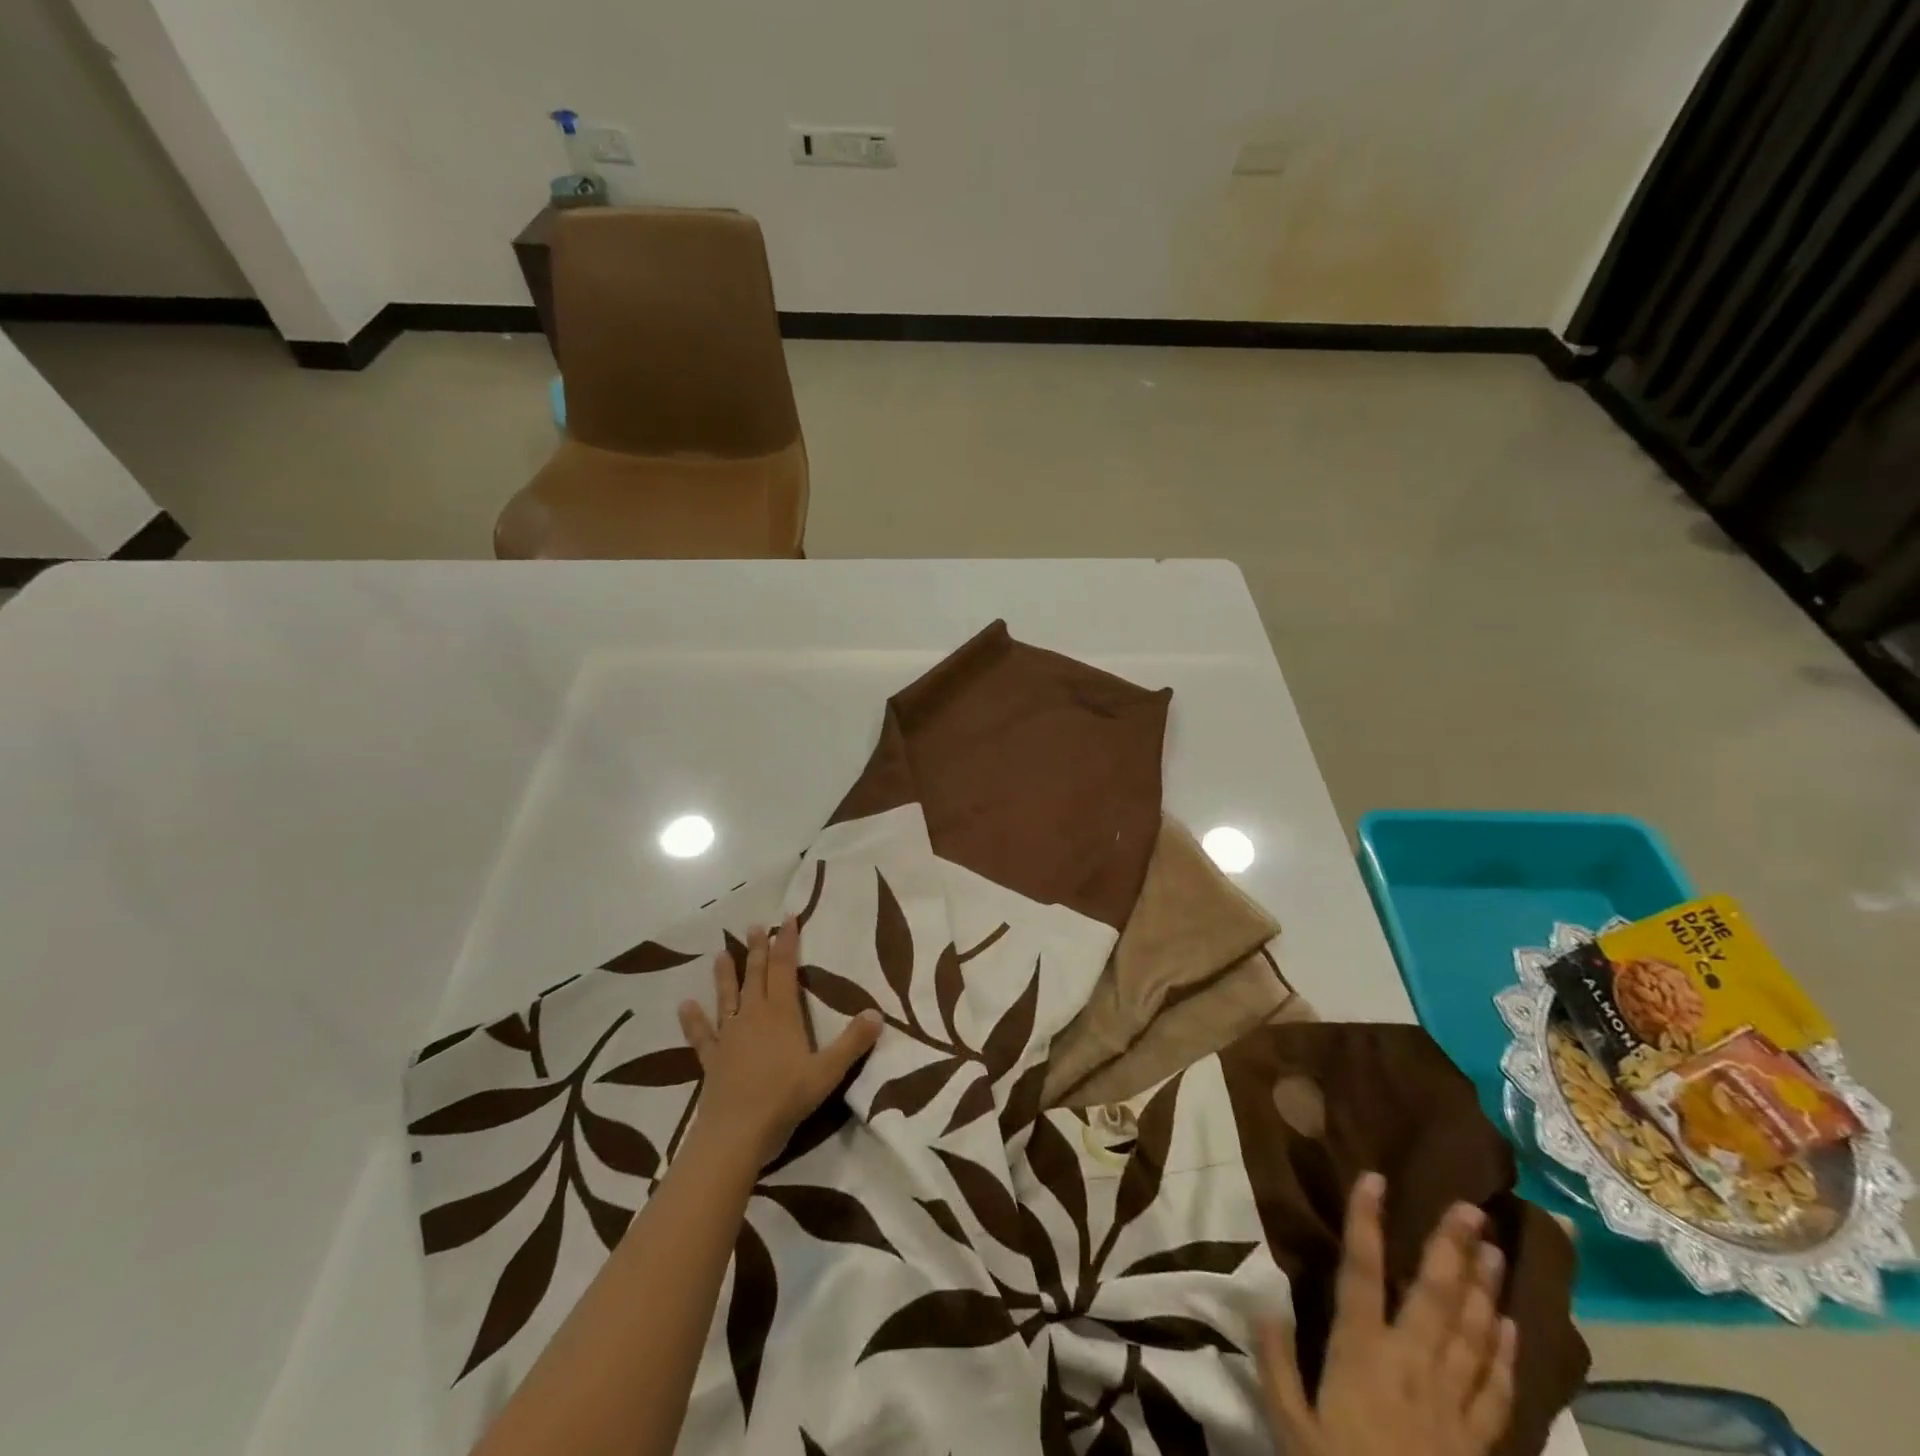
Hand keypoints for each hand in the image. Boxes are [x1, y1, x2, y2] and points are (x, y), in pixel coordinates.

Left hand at [678, 916, 882, 1170]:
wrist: (736, 1134)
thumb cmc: (785, 1099)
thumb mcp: (828, 1071)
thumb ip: (853, 1042)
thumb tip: (877, 1013)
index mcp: (781, 1014)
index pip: (784, 969)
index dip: (787, 943)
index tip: (788, 918)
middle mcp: (753, 1017)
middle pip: (756, 976)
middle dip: (757, 950)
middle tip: (755, 925)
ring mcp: (729, 1038)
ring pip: (728, 998)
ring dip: (725, 976)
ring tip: (720, 954)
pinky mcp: (712, 1060)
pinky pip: (701, 1036)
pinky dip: (693, 1021)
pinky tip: (685, 1006)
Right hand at [1259, 1174, 1515, 1455]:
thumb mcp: (1289, 1427)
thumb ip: (1276, 1362)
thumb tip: (1263, 1299)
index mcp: (1361, 1353)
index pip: (1361, 1271)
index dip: (1366, 1222)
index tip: (1375, 1179)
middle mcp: (1410, 1365)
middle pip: (1432, 1296)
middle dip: (1450, 1248)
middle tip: (1469, 1207)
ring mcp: (1450, 1404)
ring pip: (1471, 1334)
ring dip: (1483, 1289)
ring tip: (1494, 1249)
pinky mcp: (1476, 1442)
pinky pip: (1495, 1391)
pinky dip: (1504, 1355)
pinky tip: (1510, 1326)